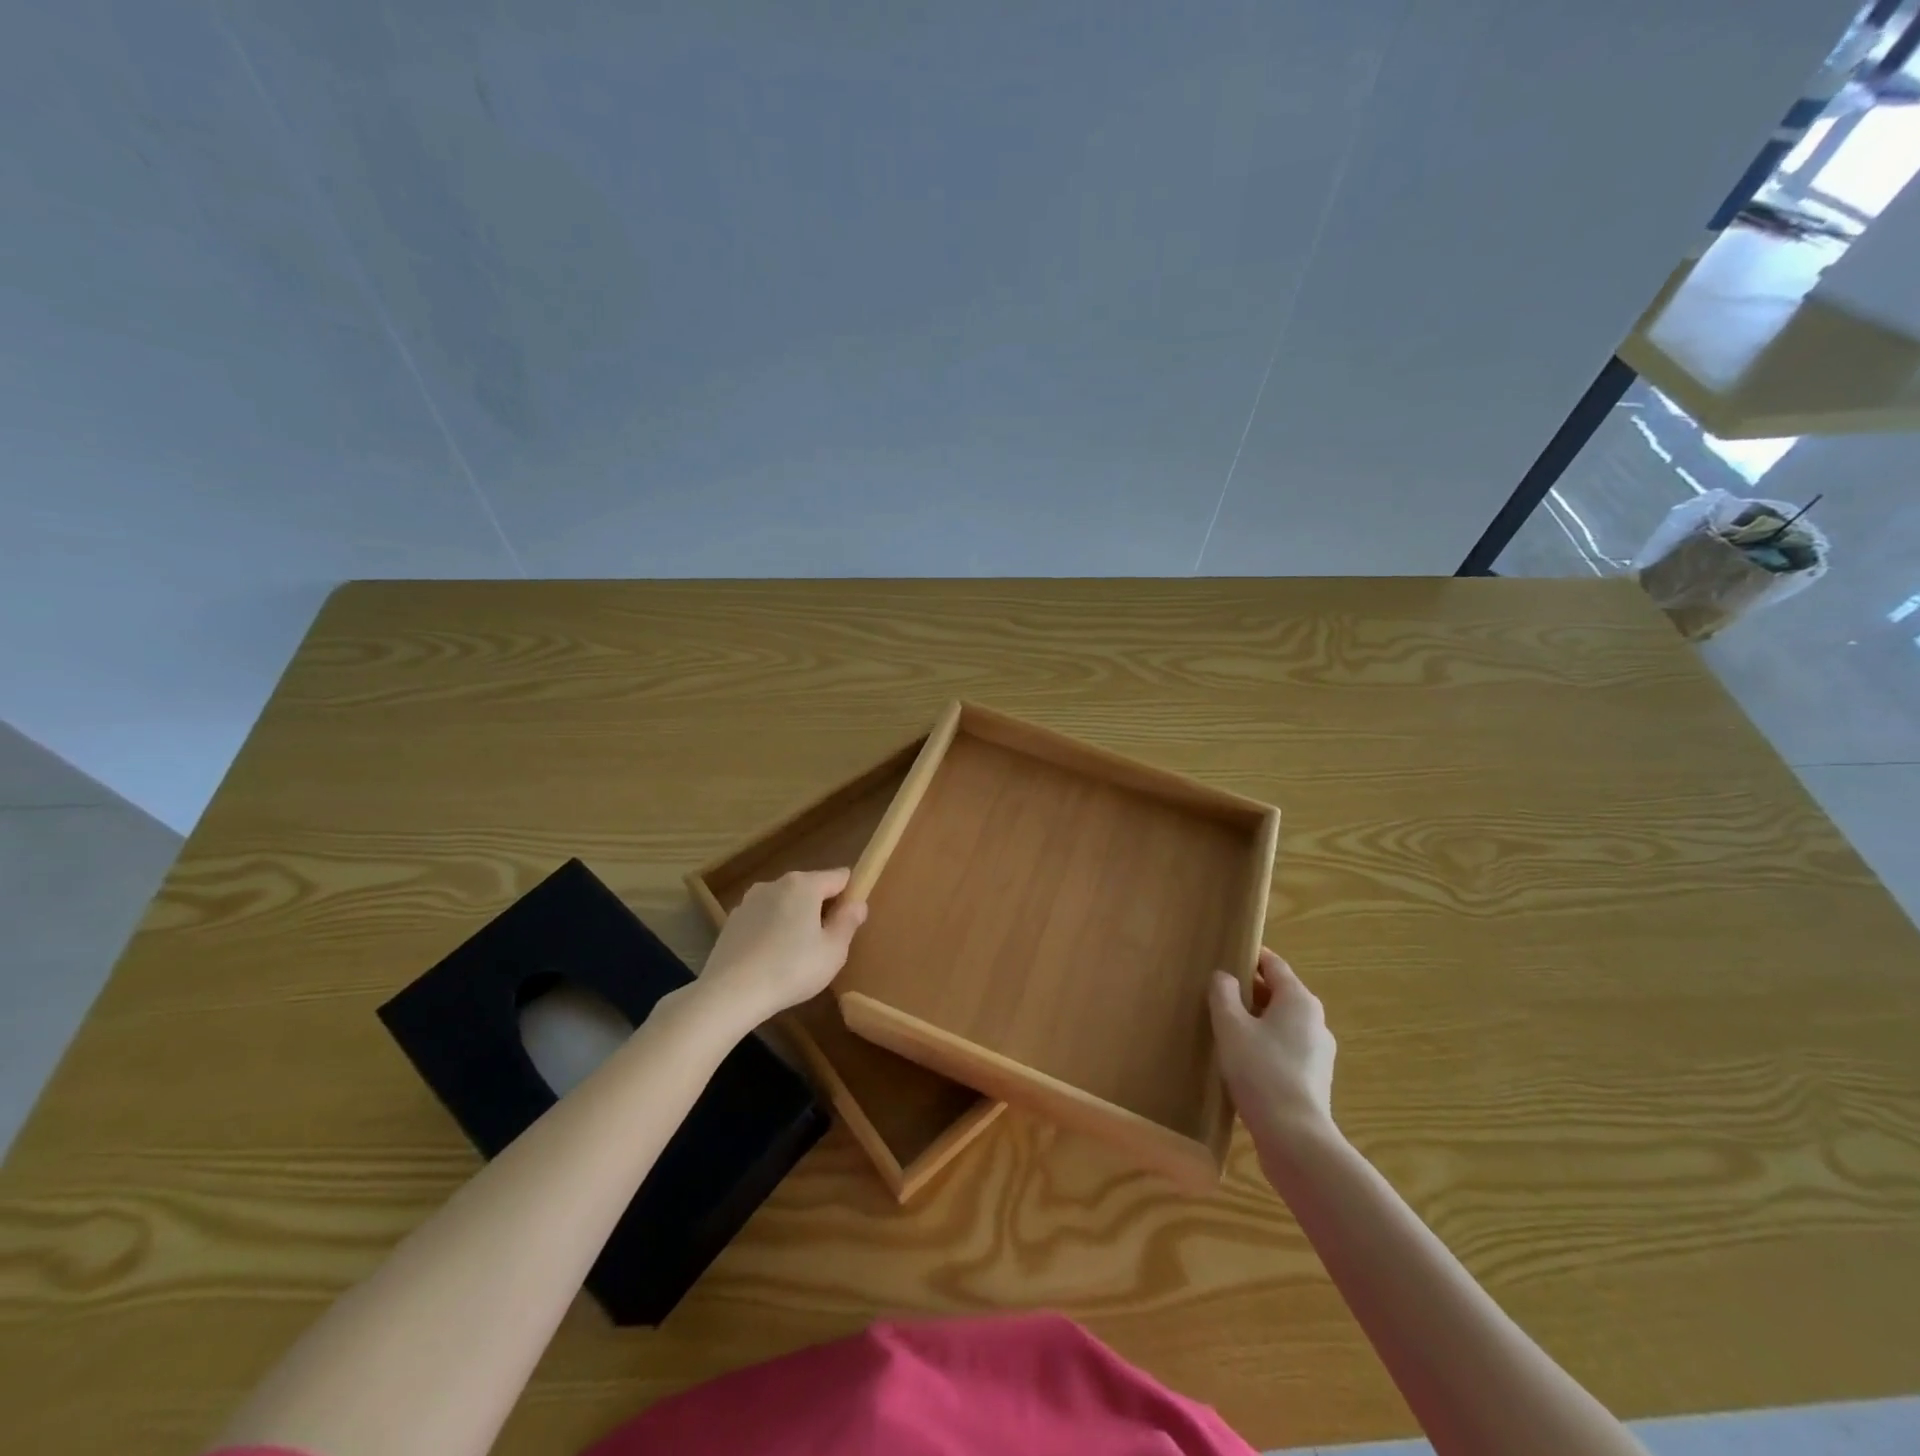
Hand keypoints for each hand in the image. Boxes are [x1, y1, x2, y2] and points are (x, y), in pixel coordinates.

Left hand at [700, 869, 867, 1026]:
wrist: (730, 993)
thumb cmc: (791, 969)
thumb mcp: (833, 951)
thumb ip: (848, 922)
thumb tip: (857, 904)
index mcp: (804, 885)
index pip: (839, 877)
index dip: (850, 894)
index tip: (851, 920)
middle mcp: (775, 884)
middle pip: (810, 888)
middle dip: (821, 908)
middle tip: (827, 943)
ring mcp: (749, 901)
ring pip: (784, 903)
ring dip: (795, 919)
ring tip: (797, 954)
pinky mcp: (732, 921)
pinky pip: (763, 918)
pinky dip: (772, 930)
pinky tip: (770, 959)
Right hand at [1209, 948, 1337, 1145]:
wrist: (1295, 1138)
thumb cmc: (1260, 1071)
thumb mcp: (1230, 1026)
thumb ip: (1223, 994)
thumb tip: (1224, 976)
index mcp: (1299, 999)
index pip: (1274, 964)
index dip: (1250, 957)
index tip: (1225, 956)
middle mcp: (1315, 1020)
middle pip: (1278, 993)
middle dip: (1249, 990)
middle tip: (1216, 993)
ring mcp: (1318, 1052)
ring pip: (1282, 1022)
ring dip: (1256, 1020)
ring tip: (1225, 1028)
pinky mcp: (1314, 1078)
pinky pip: (1286, 1048)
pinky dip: (1265, 1045)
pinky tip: (1242, 1060)